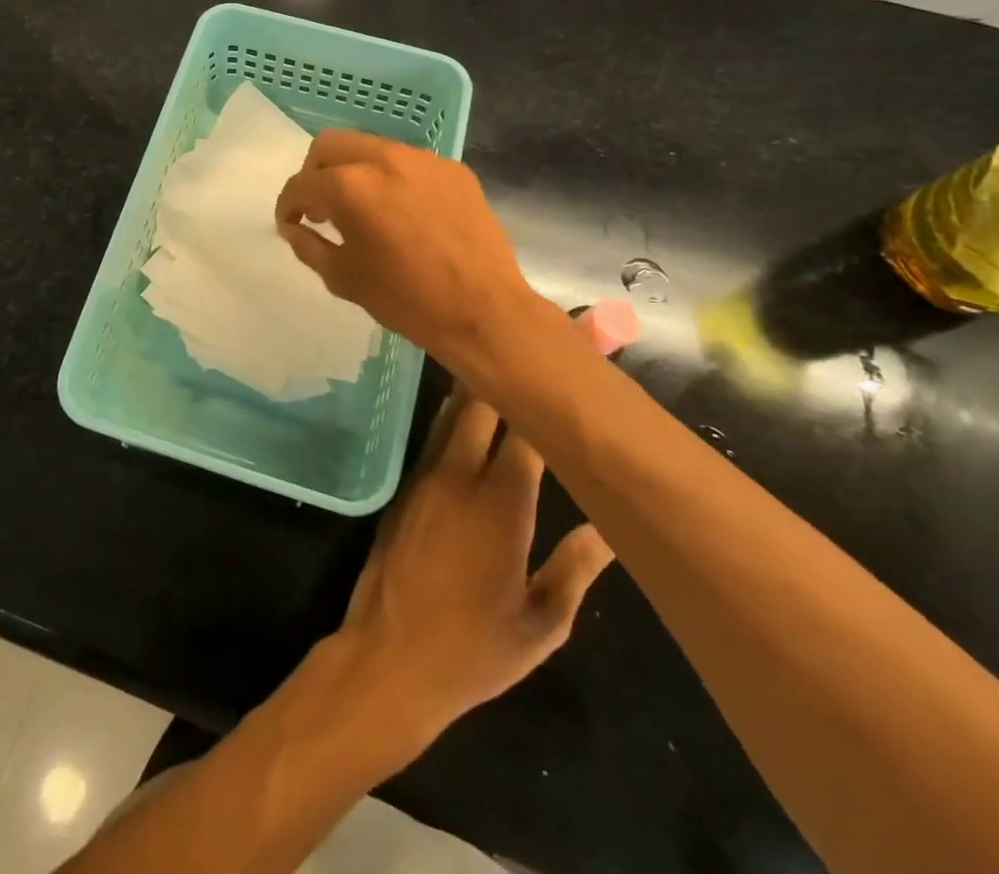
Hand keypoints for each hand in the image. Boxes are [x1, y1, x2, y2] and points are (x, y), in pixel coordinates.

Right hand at [274, 130, 556, 366]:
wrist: (483, 311)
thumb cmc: (405, 299)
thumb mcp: (342, 278)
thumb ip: (308, 244)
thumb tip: (293, 227)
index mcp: (350, 187)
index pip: (302, 183)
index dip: (287, 204)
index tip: (289, 222)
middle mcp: (384, 159)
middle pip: (329, 145)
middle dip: (314, 173)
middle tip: (320, 207)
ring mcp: (423, 160)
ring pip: (369, 147)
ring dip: (353, 171)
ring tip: (360, 208)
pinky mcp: (453, 169)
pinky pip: (407, 162)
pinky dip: (390, 178)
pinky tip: (400, 212)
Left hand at [340, 386, 615, 737]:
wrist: (388, 657)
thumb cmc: (474, 650)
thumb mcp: (542, 624)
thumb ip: (576, 569)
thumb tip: (609, 528)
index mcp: (501, 505)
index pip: (529, 433)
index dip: (548, 397)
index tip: (568, 363)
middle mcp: (460, 476)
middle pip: (480, 404)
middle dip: (504, 371)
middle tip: (528, 340)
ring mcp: (426, 477)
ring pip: (452, 415)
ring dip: (474, 385)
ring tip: (497, 355)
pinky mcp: (405, 487)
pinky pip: (435, 437)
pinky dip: (454, 416)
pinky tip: (468, 409)